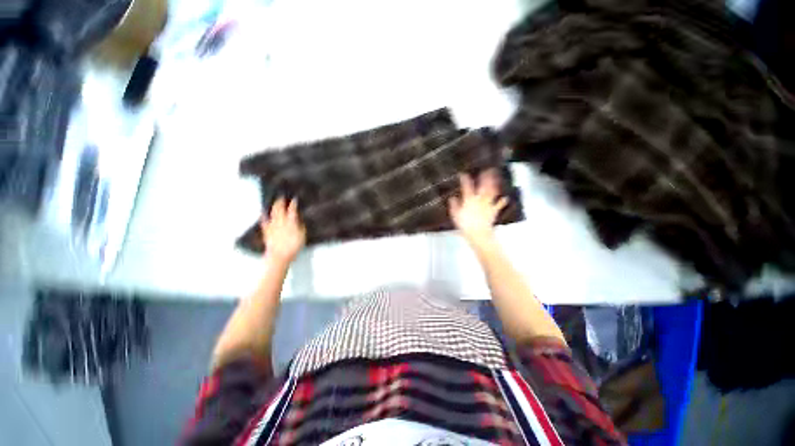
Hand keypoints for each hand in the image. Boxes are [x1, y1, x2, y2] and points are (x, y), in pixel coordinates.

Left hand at [261, 197, 305, 262]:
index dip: (294, 203)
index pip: (292, 209)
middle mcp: (280, 220)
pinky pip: (264, 222)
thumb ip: (301, 226)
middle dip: (280, 201)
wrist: (279, 255)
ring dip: (273, 206)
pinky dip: (263, 216)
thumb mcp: (302, 235)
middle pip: (279, 208)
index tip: (295, 198)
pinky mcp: (267, 231)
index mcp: (291, 221)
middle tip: (282, 196)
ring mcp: (272, 225)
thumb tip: (299, 219)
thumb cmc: (294, 246)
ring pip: (272, 213)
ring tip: (274, 202)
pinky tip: (263, 213)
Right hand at [448, 170, 507, 246]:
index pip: (467, 187)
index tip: (463, 173)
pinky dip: (502, 201)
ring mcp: (488, 204)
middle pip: (483, 186)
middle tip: (488, 169)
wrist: (478, 233)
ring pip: (492, 192)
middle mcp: (479, 199)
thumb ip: (454, 205)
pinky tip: (505, 198)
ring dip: (495, 184)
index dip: (465, 179)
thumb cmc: (465, 224)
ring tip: (497, 177)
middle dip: (485, 177)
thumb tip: (452, 198)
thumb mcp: (455, 215)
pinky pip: (498, 205)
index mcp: (469, 199)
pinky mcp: (493, 210)